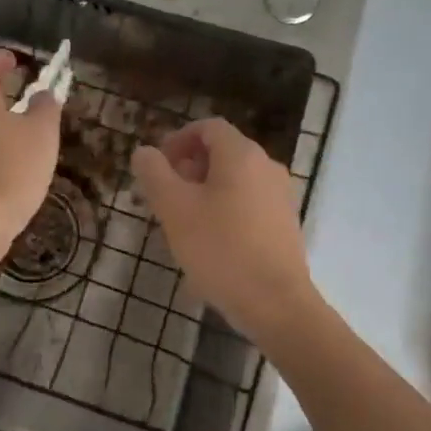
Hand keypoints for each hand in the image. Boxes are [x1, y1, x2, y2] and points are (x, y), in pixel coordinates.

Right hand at [130, 118, 322, 345]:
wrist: (276, 304)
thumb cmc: (220, 249)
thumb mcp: (174, 209)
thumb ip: (154, 173)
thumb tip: (145, 152)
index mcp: (241, 155)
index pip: (208, 127)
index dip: (178, 139)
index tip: (158, 165)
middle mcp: (267, 167)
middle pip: (222, 153)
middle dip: (188, 168)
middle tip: (164, 197)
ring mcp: (280, 197)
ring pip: (235, 181)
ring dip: (205, 192)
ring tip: (182, 223)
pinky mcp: (285, 225)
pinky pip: (248, 205)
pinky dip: (225, 211)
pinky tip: (209, 245)